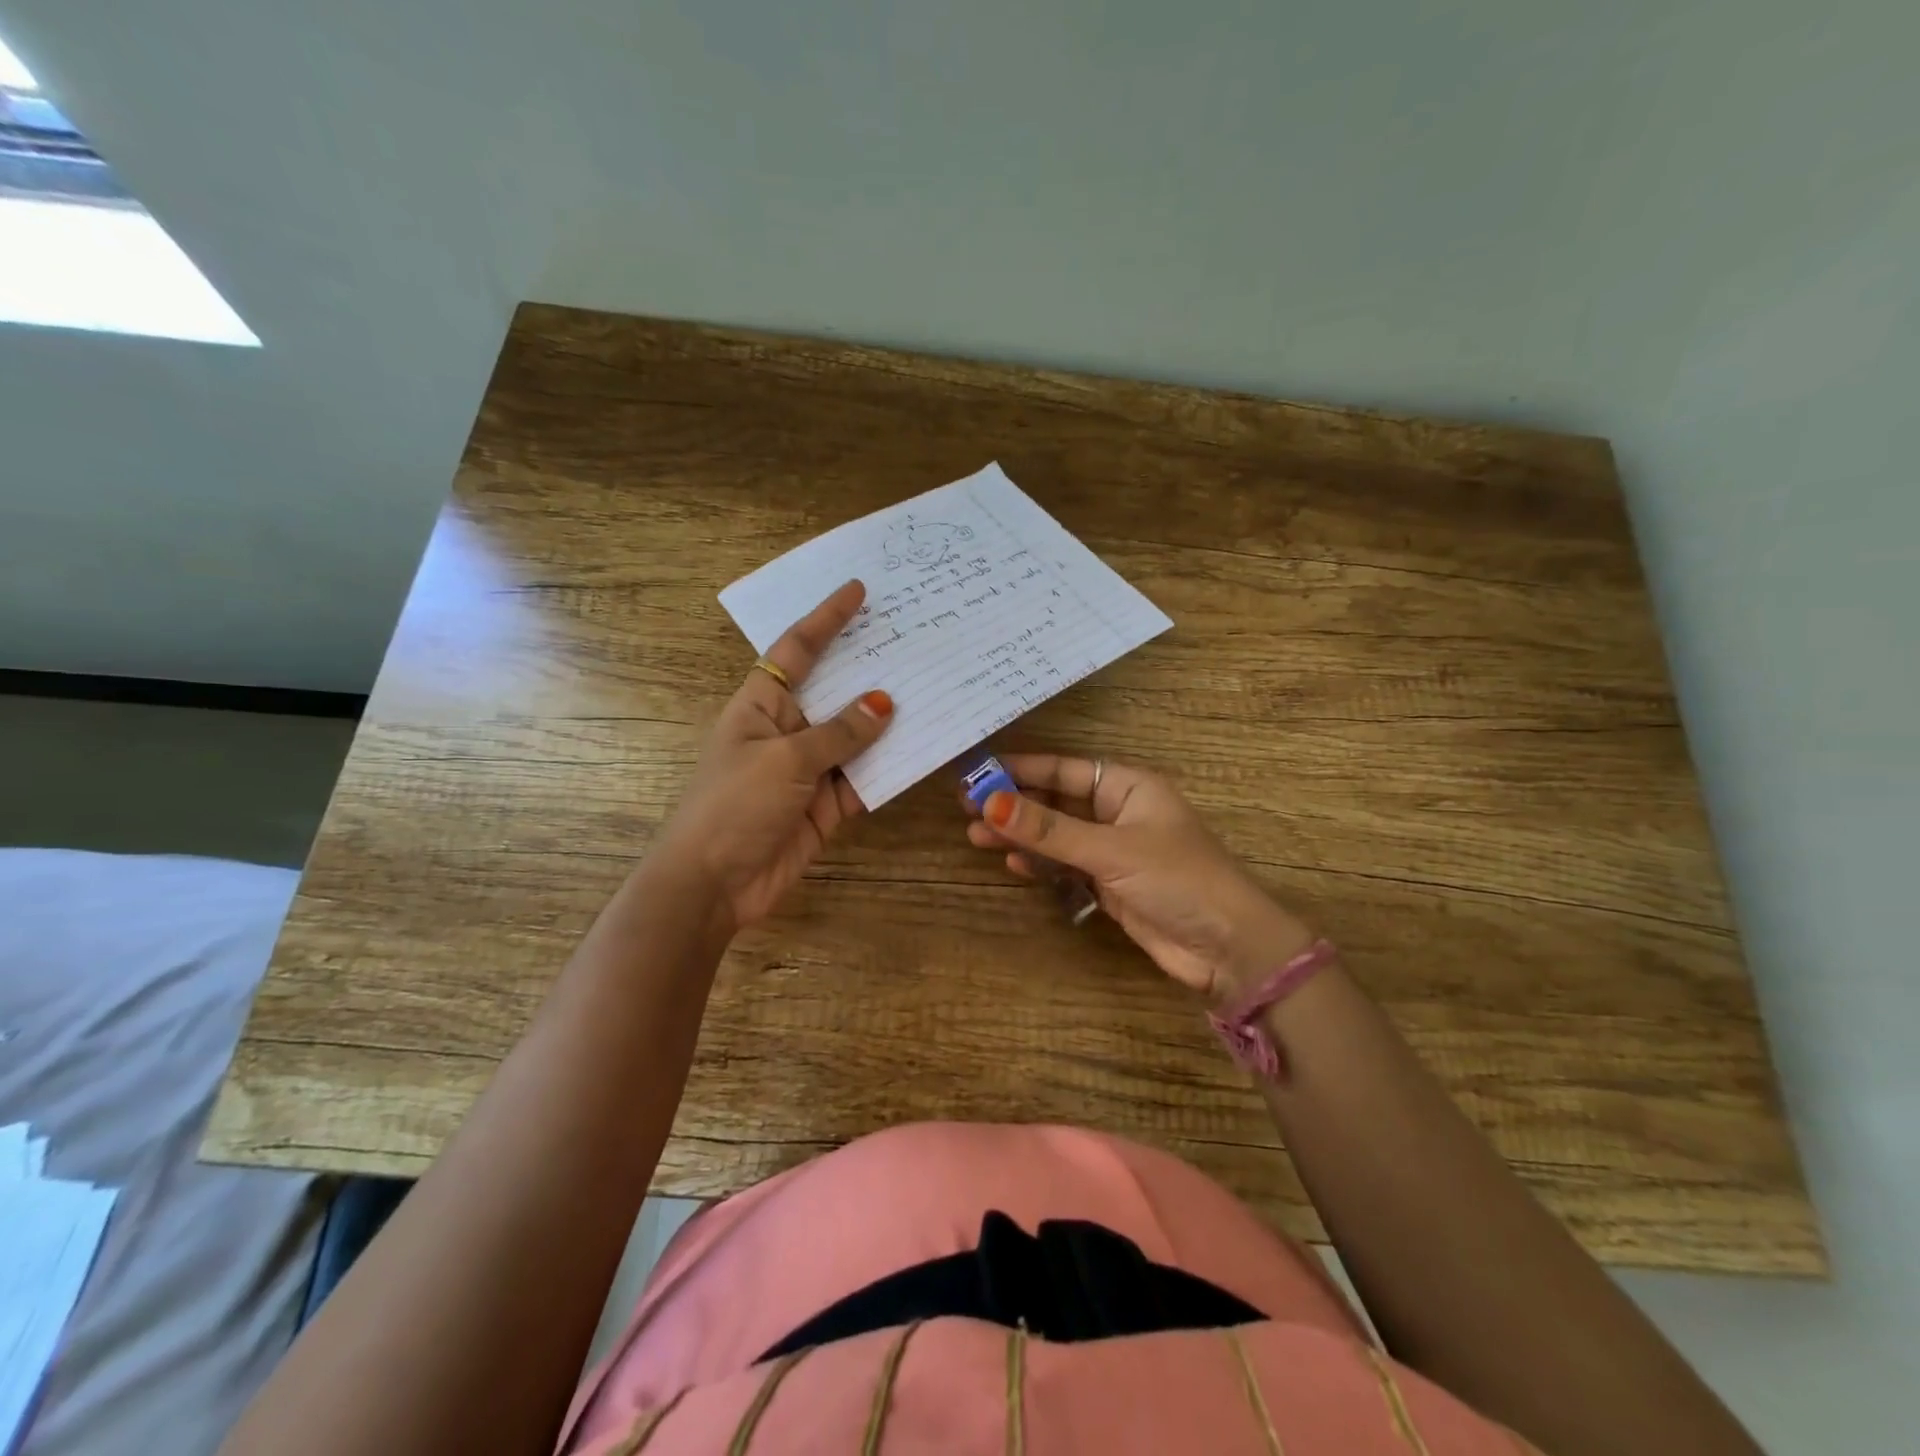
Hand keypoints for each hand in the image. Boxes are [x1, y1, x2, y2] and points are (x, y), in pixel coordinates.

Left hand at [656, 580, 892, 932]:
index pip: (796, 650)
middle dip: (870, 668)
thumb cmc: (734, 806)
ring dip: (889, 722)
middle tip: (914, 641)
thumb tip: (885, 703)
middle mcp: (788, 730)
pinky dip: (891, 769)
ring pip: (857, 737)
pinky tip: (925, 751)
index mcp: (762, 704)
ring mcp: (810, 769)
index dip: (826, 619)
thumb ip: (839, 733)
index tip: (857, 590)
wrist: (713, 886)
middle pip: (835, 690)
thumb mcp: (786, 760)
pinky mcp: (827, 806)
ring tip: (933, 690)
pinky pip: (865, 780)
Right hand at [963, 754, 1315, 1000]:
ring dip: (1021, 835)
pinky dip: (1040, 864)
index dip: (1020, 769)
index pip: (1063, 769)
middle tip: (966, 807)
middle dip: (1015, 804)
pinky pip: (1066, 865)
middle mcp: (1119, 812)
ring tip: (976, 835)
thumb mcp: (1109, 850)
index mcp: (1128, 786)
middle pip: (1056, 800)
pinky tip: (1013, 863)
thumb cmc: (1177, 880)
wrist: (1227, 948)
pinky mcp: (1110, 884)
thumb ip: (1048, 830)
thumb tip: (990, 802)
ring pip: (1056, 835)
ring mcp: (1114, 849)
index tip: (977, 772)